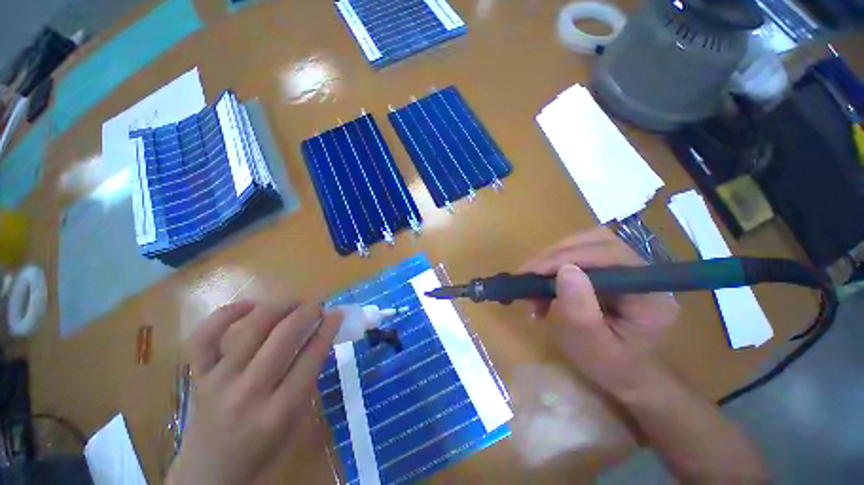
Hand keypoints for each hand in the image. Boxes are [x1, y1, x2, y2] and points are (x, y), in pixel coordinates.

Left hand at [167, 300, 342, 484]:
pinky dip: (226, 315)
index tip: (337, 313)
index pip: (311, 358)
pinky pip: (205, 337)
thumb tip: (320, 335)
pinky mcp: (197, 376)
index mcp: (279, 411)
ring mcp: (218, 382)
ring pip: (250, 330)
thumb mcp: (296, 419)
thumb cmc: (263, 448)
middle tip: (317, 305)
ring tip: (292, 302)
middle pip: (283, 338)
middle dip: (306, 313)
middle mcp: (248, 393)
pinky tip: (248, 306)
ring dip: (277, 308)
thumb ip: (308, 377)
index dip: (327, 329)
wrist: (211, 472)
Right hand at [520, 228, 678, 392]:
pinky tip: (543, 283)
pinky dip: (555, 264)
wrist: (622, 373)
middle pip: (597, 242)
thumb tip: (565, 269)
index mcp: (649, 295)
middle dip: (557, 255)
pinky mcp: (609, 269)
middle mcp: (642, 274)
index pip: (611, 257)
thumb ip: (580, 311)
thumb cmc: (609, 366)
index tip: (534, 272)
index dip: (569, 257)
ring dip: (553, 257)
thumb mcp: (592, 346)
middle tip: (528, 274)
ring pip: (585, 243)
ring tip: (533, 280)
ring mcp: (626, 268)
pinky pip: (579, 253)